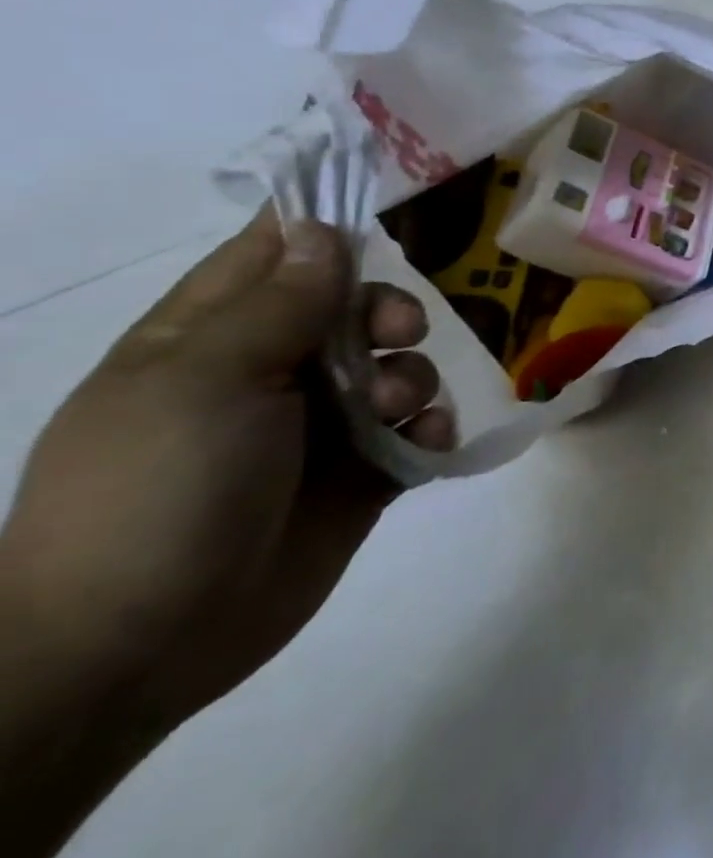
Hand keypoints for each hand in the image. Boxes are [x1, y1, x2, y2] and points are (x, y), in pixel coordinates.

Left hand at [0, 210, 453, 734]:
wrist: (137, 645)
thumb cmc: (157, 489)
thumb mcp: (207, 379)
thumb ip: (278, 301)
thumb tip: (322, 229)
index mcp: (208, 337)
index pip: (274, 254)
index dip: (327, 227)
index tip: (389, 212)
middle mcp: (269, 372)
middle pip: (354, 306)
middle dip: (389, 310)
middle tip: (400, 331)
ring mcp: (318, 425)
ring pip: (396, 365)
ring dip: (411, 375)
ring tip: (394, 412)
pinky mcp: (363, 472)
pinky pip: (418, 426)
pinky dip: (431, 425)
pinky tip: (425, 440)